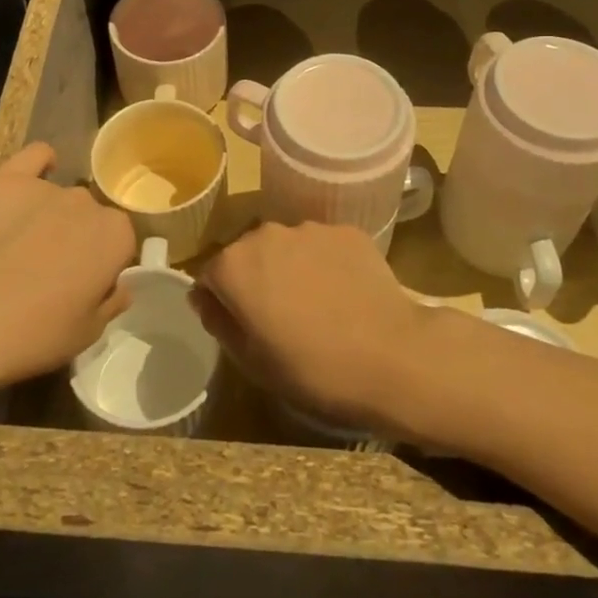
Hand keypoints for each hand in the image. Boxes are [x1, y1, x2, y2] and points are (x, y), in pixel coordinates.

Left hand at [0, 142, 136, 385]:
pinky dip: (39, 163)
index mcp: (115, 236)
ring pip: (60, 197)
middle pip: (89, 218)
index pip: (119, 243)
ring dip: (52, 216)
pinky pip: (34, 157)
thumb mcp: (87, 333)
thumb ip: (110, 304)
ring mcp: (47, 188)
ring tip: (22, 246)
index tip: (82, 288)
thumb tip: (120, 288)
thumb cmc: (36, 333)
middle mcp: (88, 203)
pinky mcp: (7, 180)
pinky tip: (34, 175)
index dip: (101, 266)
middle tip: (51, 273)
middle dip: (77, 240)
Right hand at [193, 222, 429, 431]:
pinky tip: (345, 295)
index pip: (211, 276)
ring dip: (291, 268)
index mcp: (234, 265)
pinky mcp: (347, 231)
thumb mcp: (251, 361)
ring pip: (287, 247)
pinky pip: (324, 246)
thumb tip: (205, 298)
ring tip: (318, 306)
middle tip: (280, 318)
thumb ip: (219, 322)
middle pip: (249, 254)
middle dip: (256, 279)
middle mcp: (266, 234)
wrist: (392, 356)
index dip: (222, 302)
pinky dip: (326, 264)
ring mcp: (309, 228)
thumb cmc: (312, 368)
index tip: (243, 327)